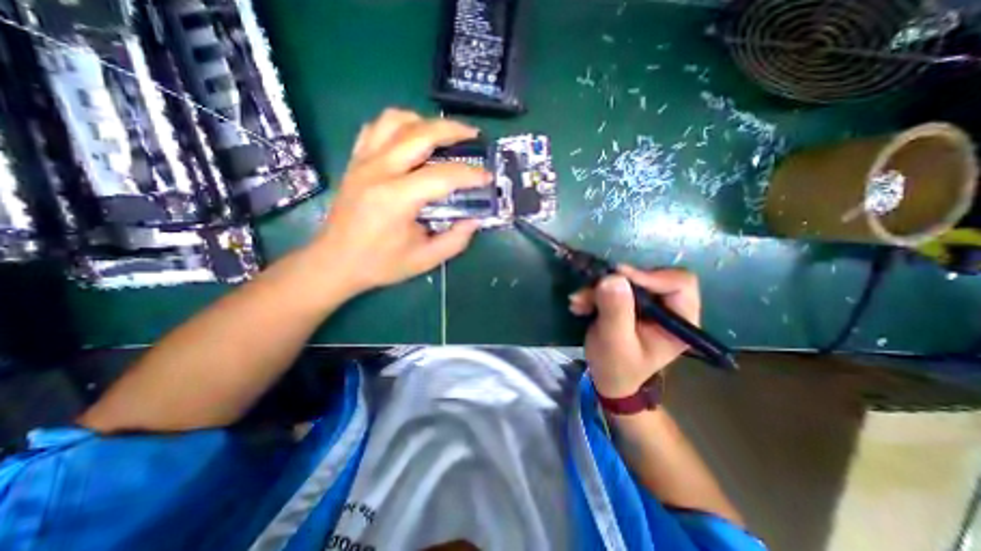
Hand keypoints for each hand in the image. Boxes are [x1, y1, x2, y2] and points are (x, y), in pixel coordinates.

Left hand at [306, 109, 490, 293]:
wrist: (335, 261)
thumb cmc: (380, 263)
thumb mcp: (425, 259)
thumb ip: (455, 240)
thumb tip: (475, 219)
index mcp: (396, 199)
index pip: (443, 175)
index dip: (470, 174)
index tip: (487, 177)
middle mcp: (378, 171)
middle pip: (420, 133)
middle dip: (453, 130)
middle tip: (473, 136)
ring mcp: (363, 162)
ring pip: (395, 120)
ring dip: (424, 122)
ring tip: (442, 134)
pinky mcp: (355, 161)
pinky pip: (376, 128)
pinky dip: (398, 125)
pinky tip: (411, 138)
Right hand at [571, 266, 701, 398]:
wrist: (607, 377)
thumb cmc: (616, 366)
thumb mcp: (615, 341)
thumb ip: (616, 311)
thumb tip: (613, 277)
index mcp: (680, 320)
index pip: (679, 283)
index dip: (650, 275)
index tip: (618, 276)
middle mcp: (667, 307)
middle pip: (648, 276)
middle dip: (615, 283)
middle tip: (589, 291)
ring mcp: (647, 303)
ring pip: (626, 280)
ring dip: (598, 288)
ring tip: (578, 302)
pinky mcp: (629, 301)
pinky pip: (611, 286)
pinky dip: (593, 293)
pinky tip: (579, 306)